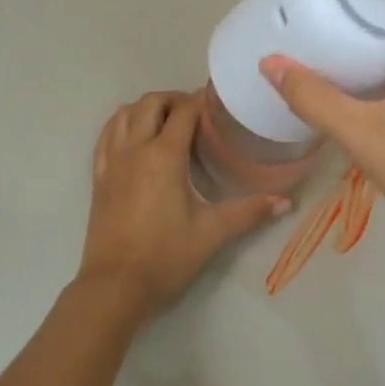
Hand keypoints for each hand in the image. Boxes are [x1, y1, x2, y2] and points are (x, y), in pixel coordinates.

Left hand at [77, 90, 288, 321]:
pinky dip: (121, 125)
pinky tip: (134, 137)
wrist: (115, 286)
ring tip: (167, 121)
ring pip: (124, 114)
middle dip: (174, 99)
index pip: (184, 111)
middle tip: (197, 114)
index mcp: (163, 156)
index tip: (219, 102)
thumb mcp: (212, 233)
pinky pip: (106, 136)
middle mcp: (134, 149)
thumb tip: (286, 201)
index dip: (202, 100)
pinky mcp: (98, 177)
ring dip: (146, 108)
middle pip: (151, 103)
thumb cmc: (165, 257)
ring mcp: (112, 162)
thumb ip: (249, 212)